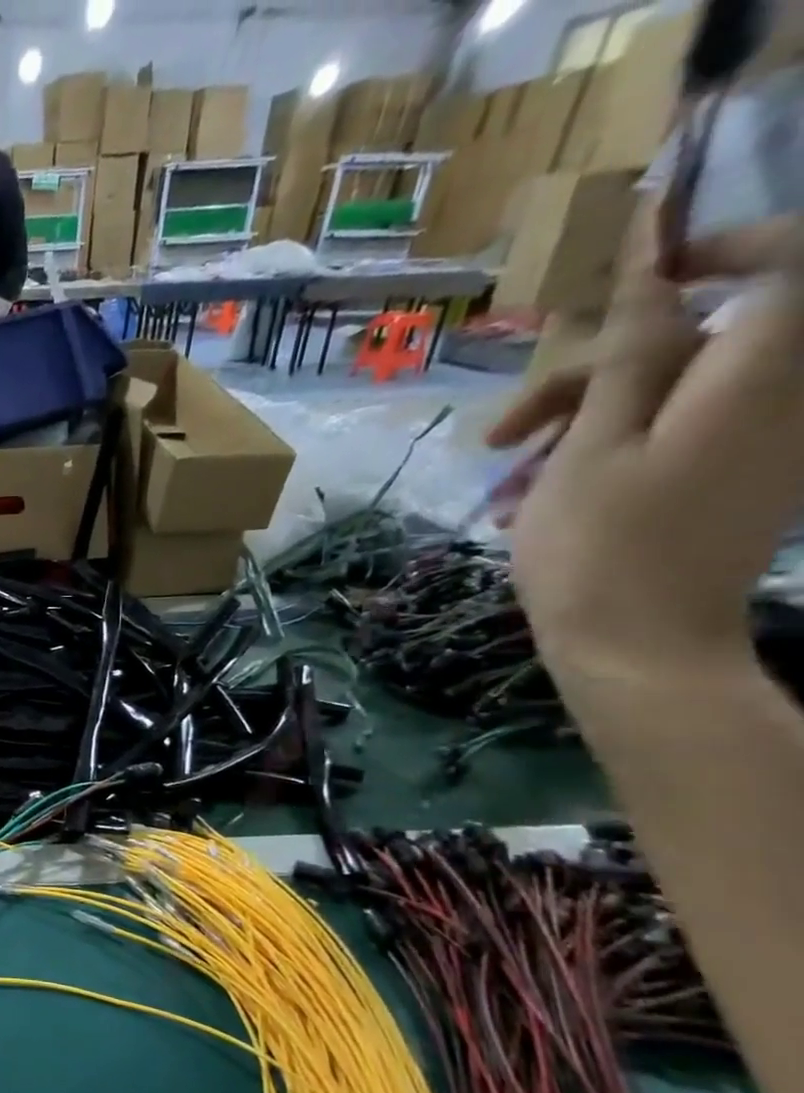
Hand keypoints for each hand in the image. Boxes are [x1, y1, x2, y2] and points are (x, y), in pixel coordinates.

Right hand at [488, 207, 803, 659]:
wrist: (639, 650)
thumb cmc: (599, 549)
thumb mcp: (590, 447)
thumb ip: (626, 352)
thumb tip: (651, 262)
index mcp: (758, 376)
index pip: (780, 261)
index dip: (705, 254)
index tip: (621, 288)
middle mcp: (783, 396)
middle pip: (696, 341)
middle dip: (592, 374)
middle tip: (504, 430)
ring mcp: (764, 442)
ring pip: (672, 393)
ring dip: (581, 423)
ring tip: (507, 480)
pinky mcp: (739, 480)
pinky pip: (677, 436)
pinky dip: (607, 454)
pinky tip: (539, 499)